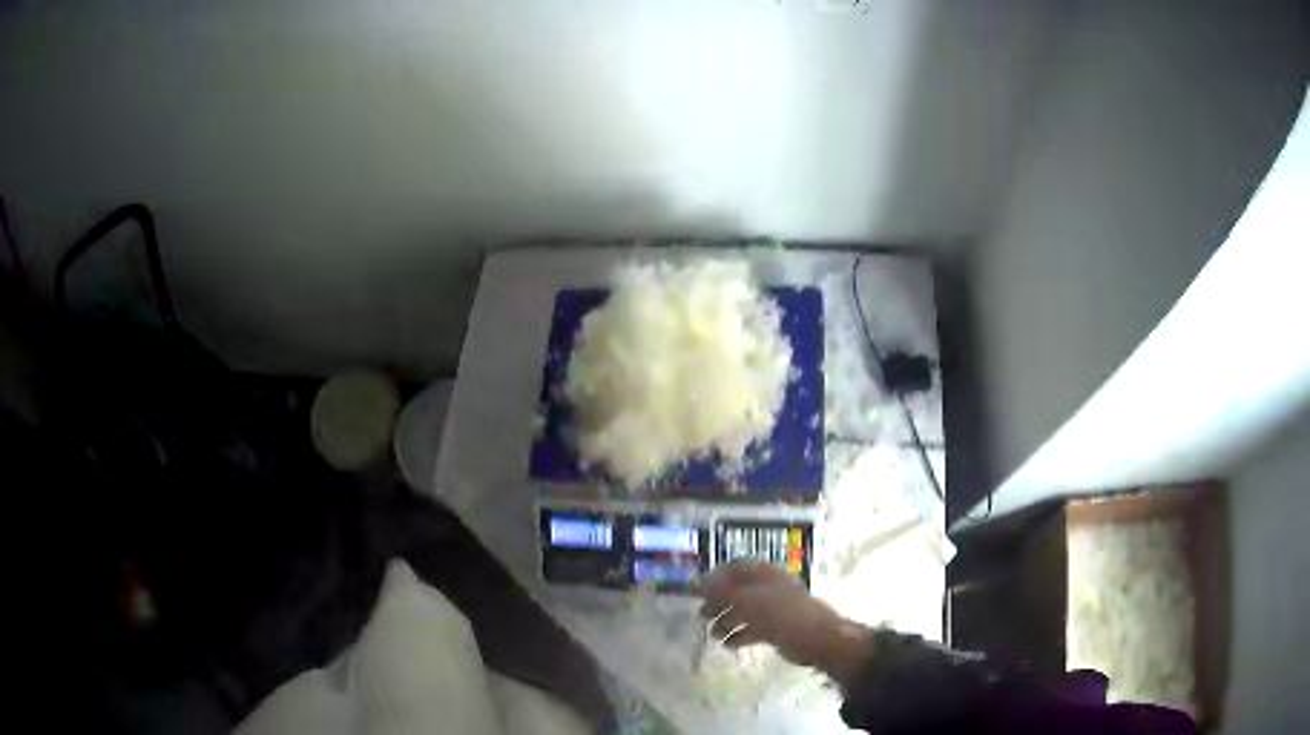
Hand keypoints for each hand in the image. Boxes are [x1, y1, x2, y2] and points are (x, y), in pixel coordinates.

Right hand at [699, 562, 875, 686]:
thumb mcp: (747, 600)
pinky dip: (739, 635)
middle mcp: (768, 587)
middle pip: (737, 591)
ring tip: (713, 634)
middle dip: (718, 602)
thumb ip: (721, 592)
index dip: (714, 577)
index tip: (695, 591)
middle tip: (701, 614)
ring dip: (726, 621)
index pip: (734, 568)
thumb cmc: (783, 614)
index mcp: (764, 574)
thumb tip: (697, 583)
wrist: (817, 639)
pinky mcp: (777, 628)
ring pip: (744, 611)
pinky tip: (729, 645)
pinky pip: (753, 629)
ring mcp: (774, 608)